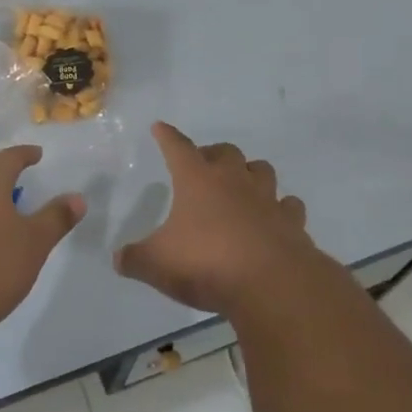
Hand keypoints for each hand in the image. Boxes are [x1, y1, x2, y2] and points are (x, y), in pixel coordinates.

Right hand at [115, 123, 321, 317]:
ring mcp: (267, 199)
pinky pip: (288, 206)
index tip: (160, 127)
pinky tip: (275, 217)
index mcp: (197, 180)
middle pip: (226, 152)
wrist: (271, 284)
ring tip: (242, 184)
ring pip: (261, 170)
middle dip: (213, 153)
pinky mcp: (291, 223)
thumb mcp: (157, 264)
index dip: (167, 137)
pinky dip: (280, 208)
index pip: (178, 148)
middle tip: (203, 163)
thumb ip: (135, 259)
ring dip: (250, 173)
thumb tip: (119, 258)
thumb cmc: (206, 263)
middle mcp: (234, 180)